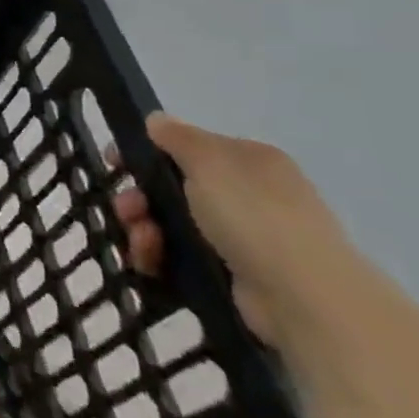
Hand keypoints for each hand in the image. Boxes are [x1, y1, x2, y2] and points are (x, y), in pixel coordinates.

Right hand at [115, 112, 348, 347]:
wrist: (304, 298)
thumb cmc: (255, 217)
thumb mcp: (210, 162)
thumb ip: (178, 137)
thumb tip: (157, 119)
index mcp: (248, 162)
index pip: (187, 148)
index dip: (147, 152)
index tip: (114, 163)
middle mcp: (247, 195)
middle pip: (171, 187)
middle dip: (139, 197)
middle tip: (126, 209)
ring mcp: (240, 237)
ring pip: (170, 223)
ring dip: (143, 228)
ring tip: (142, 242)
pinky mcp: (229, 273)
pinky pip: (178, 256)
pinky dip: (158, 257)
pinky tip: (149, 262)